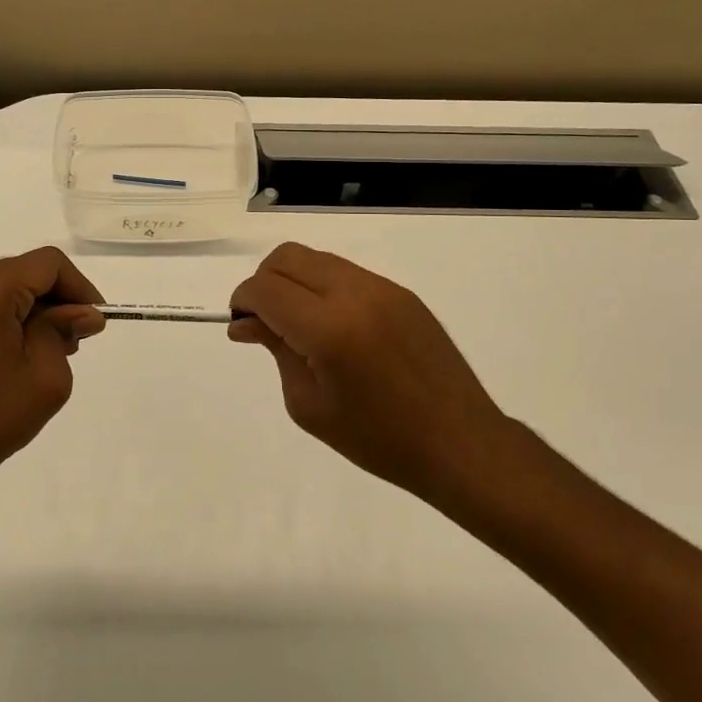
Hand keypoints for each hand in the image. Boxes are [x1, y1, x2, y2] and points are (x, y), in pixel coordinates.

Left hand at [0, 248, 106, 490]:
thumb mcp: (46, 374)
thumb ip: (65, 330)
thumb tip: (83, 313)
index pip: (46, 264)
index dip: (79, 286)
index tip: (95, 321)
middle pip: (24, 272)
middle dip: (58, 298)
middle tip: (78, 338)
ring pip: (4, 288)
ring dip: (35, 309)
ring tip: (54, 350)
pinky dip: (10, 319)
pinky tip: (22, 355)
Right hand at [229, 243, 523, 508]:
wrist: (460, 443)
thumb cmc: (378, 439)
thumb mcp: (309, 405)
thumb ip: (276, 350)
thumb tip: (247, 322)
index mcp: (329, 329)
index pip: (266, 288)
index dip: (242, 301)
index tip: (240, 324)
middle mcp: (355, 294)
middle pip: (287, 257)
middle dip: (263, 282)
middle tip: (263, 321)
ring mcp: (382, 288)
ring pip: (316, 259)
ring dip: (293, 281)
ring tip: (296, 324)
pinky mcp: (401, 292)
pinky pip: (346, 273)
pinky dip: (323, 287)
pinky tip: (331, 325)